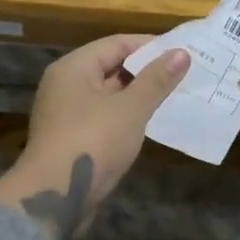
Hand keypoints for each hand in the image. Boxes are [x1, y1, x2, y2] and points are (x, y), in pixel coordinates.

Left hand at [0, 34, 189, 239]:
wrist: (55, 196)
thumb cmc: (93, 142)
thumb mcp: (131, 108)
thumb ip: (156, 80)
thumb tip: (181, 52)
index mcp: (74, 67)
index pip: (117, 43)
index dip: (151, 45)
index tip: (182, 52)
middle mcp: (66, 84)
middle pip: (111, 67)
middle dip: (147, 71)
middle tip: (185, 74)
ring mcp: (67, 113)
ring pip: (110, 94)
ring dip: (139, 95)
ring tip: (175, 96)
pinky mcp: (73, 138)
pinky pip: (105, 116)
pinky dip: (127, 116)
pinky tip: (152, 122)